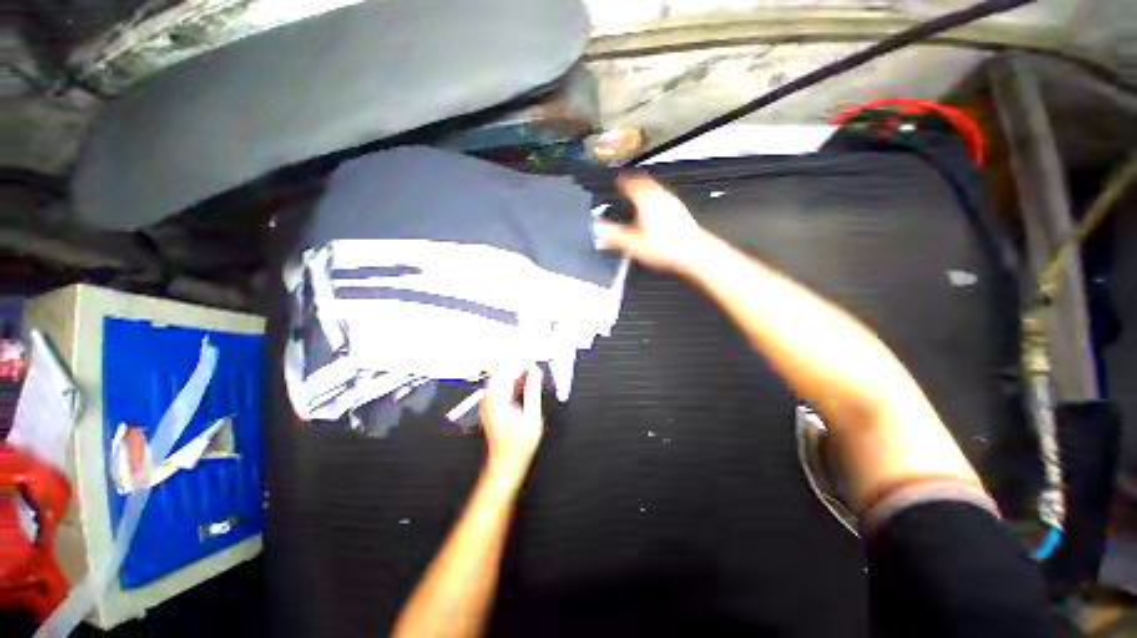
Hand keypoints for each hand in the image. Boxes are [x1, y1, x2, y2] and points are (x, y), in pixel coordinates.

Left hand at [479, 365, 543, 470]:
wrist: (505, 463)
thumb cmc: (518, 445)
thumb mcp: (532, 417)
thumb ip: (533, 392)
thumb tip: (535, 373)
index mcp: (498, 400)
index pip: (507, 371)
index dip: (520, 362)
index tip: (532, 360)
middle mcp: (489, 399)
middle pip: (499, 372)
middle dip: (515, 364)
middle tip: (530, 363)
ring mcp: (487, 403)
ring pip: (497, 378)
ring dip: (512, 372)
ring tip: (527, 371)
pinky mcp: (489, 407)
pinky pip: (497, 386)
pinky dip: (509, 381)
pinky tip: (520, 383)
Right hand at [594, 174, 711, 272]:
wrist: (692, 252)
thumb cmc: (666, 247)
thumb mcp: (632, 244)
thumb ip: (613, 235)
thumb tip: (598, 229)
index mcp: (646, 200)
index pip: (631, 183)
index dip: (621, 181)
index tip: (616, 181)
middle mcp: (660, 197)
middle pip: (645, 183)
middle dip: (634, 184)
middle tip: (627, 187)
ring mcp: (673, 203)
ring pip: (656, 191)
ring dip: (646, 192)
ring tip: (639, 199)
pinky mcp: (680, 212)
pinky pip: (665, 200)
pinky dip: (657, 202)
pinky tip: (655, 214)